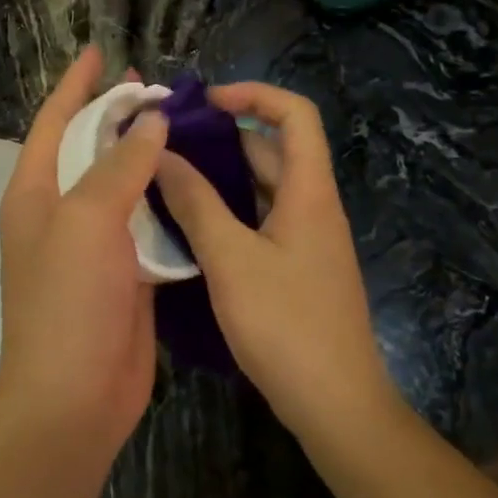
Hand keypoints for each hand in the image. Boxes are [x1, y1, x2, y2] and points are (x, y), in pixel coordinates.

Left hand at [0, 48, 166, 449]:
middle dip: (116, 116)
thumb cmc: (68, 301)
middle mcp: (59, 214)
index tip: (100, 52)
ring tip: (183, 126)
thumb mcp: (88, 221)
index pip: (55, 122)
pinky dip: (166, 202)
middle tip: (154, 87)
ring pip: (121, 187)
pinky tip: (196, 184)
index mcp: (35, 194)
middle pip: (88, 150)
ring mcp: (92, 247)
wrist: (74, 397)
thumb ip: (119, 166)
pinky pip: (146, 225)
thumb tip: (150, 122)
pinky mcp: (124, 275)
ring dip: (146, 157)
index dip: (76, 85)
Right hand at [153, 83, 398, 441]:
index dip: (253, 94)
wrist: (336, 404)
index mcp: (309, 192)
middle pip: (274, 150)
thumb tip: (161, 156)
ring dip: (221, 177)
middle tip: (168, 142)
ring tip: (167, 178)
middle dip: (224, 136)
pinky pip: (260, 223)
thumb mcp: (231, 259)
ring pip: (263, 190)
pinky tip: (189, 227)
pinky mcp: (296, 270)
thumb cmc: (285, 325)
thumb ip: (196, 203)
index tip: (204, 103)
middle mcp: (313, 207)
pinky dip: (228, 212)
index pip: (295, 114)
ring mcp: (306, 241)